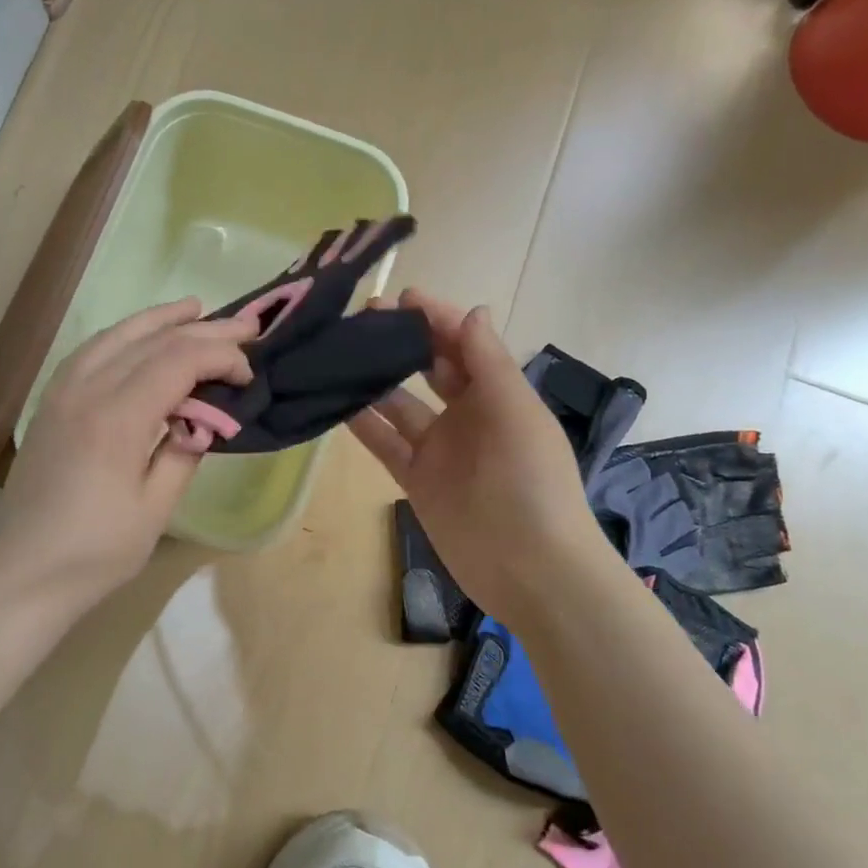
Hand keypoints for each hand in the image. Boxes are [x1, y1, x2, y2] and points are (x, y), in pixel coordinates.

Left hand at [0, 298, 256, 605]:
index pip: (178, 362)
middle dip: (203, 330)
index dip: (219, 358)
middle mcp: (87, 391)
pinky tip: (139, 337)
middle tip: (245, 325)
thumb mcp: (155, 508)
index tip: (247, 377)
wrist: (26, 571)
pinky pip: (92, 351)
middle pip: (152, 342)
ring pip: (117, 336)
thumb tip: (204, 419)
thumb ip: (184, 452)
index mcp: (117, 419)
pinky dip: (123, 336)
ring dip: (160, 320)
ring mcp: (63, 392)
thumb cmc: (98, 550)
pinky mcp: (51, 402)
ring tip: (194, 308)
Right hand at [348, 290, 604, 624]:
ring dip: (375, 379)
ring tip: (339, 353)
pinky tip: (336, 401)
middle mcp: (467, 415)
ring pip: (400, 404)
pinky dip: (363, 424)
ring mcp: (439, 449)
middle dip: (402, 342)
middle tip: (363, 319)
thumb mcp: (516, 413)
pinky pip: (385, 443)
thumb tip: (471, 310)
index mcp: (498, 394)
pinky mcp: (416, 479)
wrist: (531, 569)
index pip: (463, 344)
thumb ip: (490, 362)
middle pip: (429, 369)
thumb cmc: (531, 482)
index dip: (435, 319)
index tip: (401, 298)